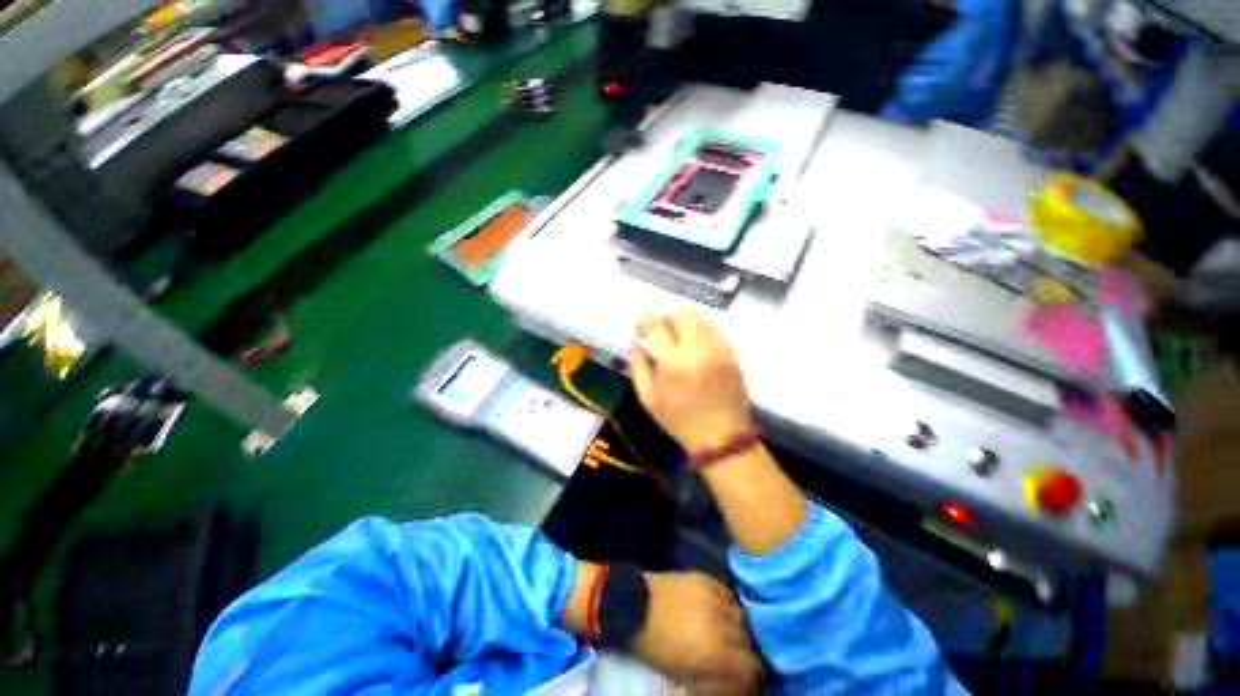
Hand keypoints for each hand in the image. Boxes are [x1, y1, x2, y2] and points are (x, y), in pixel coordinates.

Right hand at [631, 310, 754, 452]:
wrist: (721, 436)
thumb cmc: (679, 420)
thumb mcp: (648, 398)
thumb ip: (637, 365)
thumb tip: (634, 339)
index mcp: (673, 364)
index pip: (657, 327)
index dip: (648, 316)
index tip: (644, 312)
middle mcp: (698, 350)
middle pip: (682, 314)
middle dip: (669, 317)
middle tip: (664, 330)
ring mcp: (718, 349)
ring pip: (700, 318)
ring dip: (686, 322)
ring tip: (680, 338)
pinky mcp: (732, 353)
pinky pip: (714, 329)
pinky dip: (701, 330)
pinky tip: (697, 345)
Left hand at [632, 571, 759, 693]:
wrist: (634, 606)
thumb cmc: (655, 647)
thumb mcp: (684, 675)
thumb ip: (715, 681)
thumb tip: (738, 685)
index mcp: (714, 653)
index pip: (751, 666)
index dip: (750, 675)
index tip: (745, 678)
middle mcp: (720, 623)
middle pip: (748, 640)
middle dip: (743, 651)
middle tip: (733, 655)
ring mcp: (713, 597)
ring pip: (741, 616)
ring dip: (737, 627)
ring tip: (726, 632)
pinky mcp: (705, 578)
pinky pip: (727, 594)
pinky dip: (727, 606)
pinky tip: (719, 612)